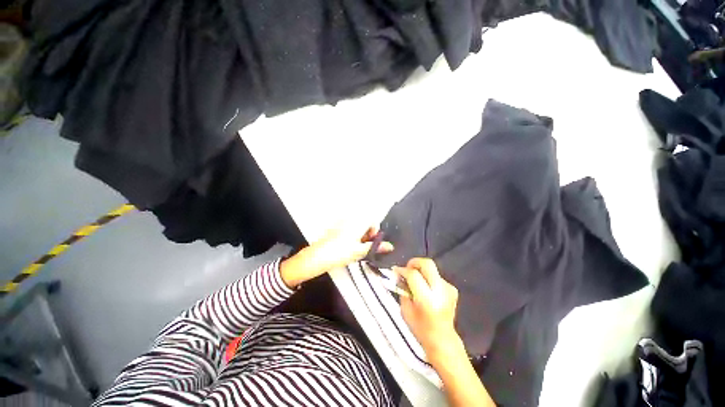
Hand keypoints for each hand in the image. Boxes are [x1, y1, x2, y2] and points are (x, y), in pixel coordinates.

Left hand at [280, 226, 392, 287]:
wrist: (318, 256)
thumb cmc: (341, 252)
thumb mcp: (360, 251)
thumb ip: (375, 247)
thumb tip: (390, 246)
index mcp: (358, 222)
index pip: (373, 220)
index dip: (375, 231)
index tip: (371, 242)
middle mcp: (351, 219)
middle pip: (365, 223)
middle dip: (367, 234)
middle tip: (363, 247)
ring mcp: (342, 223)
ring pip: (357, 226)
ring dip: (360, 235)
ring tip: (355, 248)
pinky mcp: (336, 228)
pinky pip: (349, 228)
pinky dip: (352, 235)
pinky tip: (347, 247)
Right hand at [395, 258, 461, 364]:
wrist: (443, 340)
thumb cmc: (420, 329)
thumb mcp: (405, 310)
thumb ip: (402, 289)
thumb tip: (399, 274)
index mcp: (427, 300)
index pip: (414, 275)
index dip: (403, 270)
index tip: (396, 271)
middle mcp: (440, 291)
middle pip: (427, 264)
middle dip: (414, 262)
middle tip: (407, 268)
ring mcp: (448, 289)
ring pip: (432, 269)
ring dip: (421, 271)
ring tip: (416, 282)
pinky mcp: (452, 289)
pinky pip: (436, 276)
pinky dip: (428, 278)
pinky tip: (426, 289)